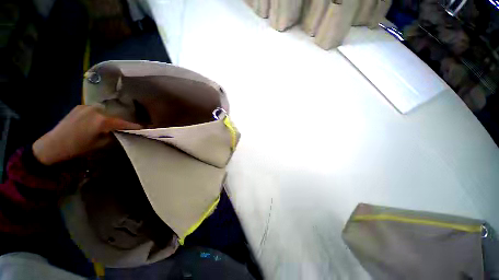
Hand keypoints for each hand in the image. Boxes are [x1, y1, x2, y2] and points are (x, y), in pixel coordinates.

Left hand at [33, 105, 141, 164]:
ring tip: (107, 125)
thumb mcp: (100, 144)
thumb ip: (112, 136)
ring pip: (104, 111)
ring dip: (108, 117)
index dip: (133, 126)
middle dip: (119, 121)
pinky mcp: (79, 107)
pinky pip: (94, 110)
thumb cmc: (77, 147)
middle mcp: (96, 110)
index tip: (141, 127)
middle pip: (114, 115)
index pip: (122, 123)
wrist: (52, 144)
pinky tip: (94, 121)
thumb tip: (120, 132)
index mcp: (102, 121)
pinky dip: (98, 115)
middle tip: (123, 128)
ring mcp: (87, 107)